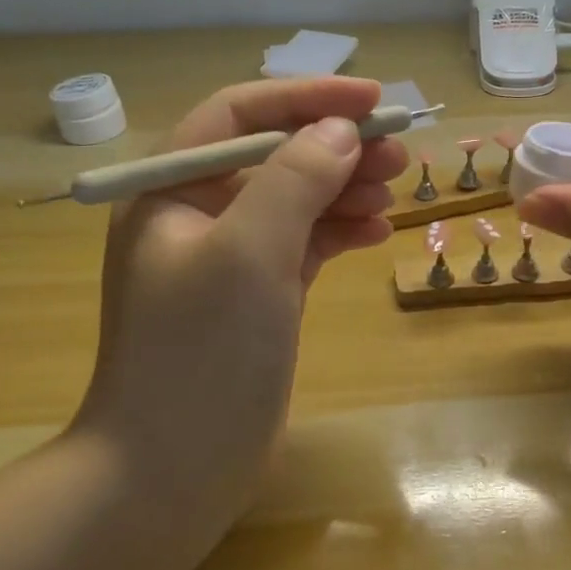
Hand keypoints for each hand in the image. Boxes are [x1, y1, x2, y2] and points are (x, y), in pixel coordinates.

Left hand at [68, 77, 407, 538]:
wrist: (173, 472)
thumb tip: (339, 130)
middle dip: (337, 147)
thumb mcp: (248, 252)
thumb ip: (294, 179)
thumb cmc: (201, 352)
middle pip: (276, 156)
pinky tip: (378, 232)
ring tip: (396, 190)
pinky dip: (340, 232)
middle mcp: (197, 215)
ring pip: (297, 200)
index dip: (306, 98)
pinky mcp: (259, 296)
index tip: (372, 99)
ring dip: (346, 188)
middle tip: (400, 151)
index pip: (240, 115)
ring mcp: (230, 258)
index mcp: (170, 190)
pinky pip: (306, 244)